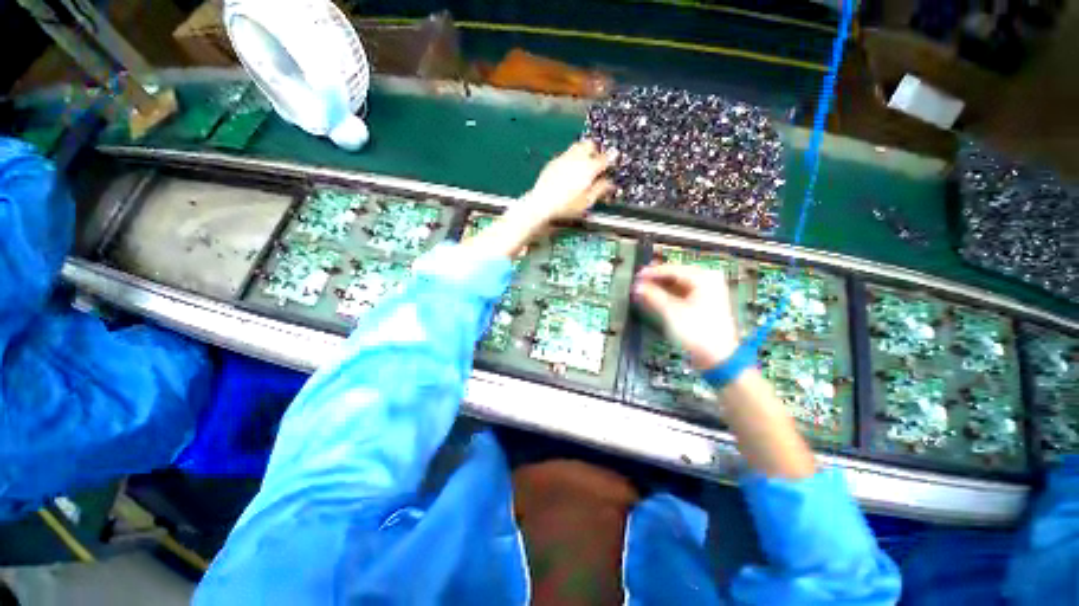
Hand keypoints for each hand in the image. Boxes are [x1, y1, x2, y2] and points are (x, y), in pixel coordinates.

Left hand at [521, 140, 615, 221]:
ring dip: (583, 152)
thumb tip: (609, 183)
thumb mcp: (588, 202)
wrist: (542, 205)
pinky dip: (572, 159)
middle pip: (590, 145)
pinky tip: (570, 171)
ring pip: (577, 146)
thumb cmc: (566, 206)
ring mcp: (563, 158)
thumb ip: (601, 189)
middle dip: (596, 151)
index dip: (612, 160)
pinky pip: (566, 155)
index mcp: (589, 167)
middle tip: (598, 162)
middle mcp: (577, 158)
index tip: (613, 163)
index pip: (606, 158)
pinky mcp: (553, 162)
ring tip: (584, 165)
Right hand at [633, 264, 738, 370]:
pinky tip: (655, 297)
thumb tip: (637, 286)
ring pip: (678, 284)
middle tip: (638, 282)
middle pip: (676, 275)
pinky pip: (682, 293)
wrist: (718, 357)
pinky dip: (668, 295)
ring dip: (660, 287)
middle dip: (656, 279)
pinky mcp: (703, 303)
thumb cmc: (696, 331)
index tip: (636, 276)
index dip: (652, 273)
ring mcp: (707, 292)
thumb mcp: (672, 312)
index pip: (673, 269)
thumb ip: (653, 296)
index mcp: (704, 278)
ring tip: (643, 290)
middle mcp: (707, 281)